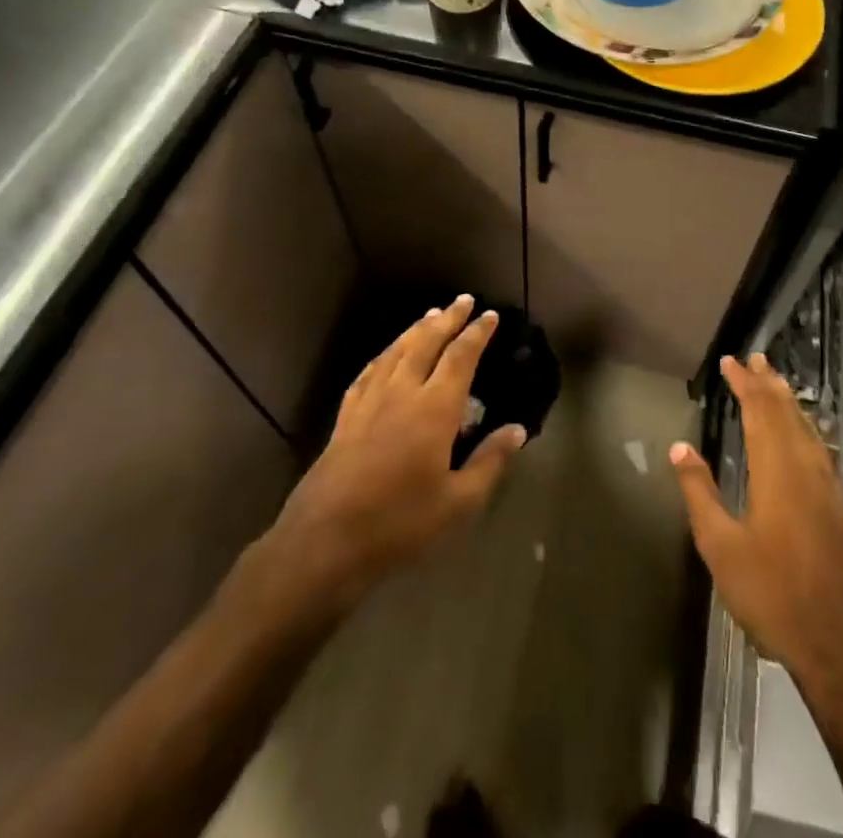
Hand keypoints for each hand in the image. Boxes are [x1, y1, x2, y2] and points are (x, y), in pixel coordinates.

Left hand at [249, 296, 526, 615]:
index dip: (477, 333)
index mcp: (434, 409)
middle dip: (447, 319)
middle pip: (426, 343)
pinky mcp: (345, 418)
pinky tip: (385, 356)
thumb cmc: (400, 524)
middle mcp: (402, 393)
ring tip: (429, 315)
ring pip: (395, 352)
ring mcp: (369, 402)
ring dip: (415, 330)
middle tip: (463, 301)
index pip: (460, 357)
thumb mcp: (458, 503)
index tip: (490, 315)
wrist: (325, 542)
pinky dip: (382, 357)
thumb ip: (490, 462)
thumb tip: (517, 430)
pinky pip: (368, 373)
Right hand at [670, 354, 842, 685]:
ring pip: (806, 428)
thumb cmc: (771, 591)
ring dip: (789, 401)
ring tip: (776, 381)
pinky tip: (804, 432)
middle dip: (768, 384)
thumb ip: (700, 492)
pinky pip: (818, 447)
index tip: (730, 361)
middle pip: (786, 413)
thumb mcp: (720, 545)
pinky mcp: (834, 505)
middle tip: (755, 358)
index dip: (744, 384)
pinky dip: (805, 425)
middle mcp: (804, 468)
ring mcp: (825, 487)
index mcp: (776, 470)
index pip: (759, 412)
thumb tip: (679, 447)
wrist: (836, 640)